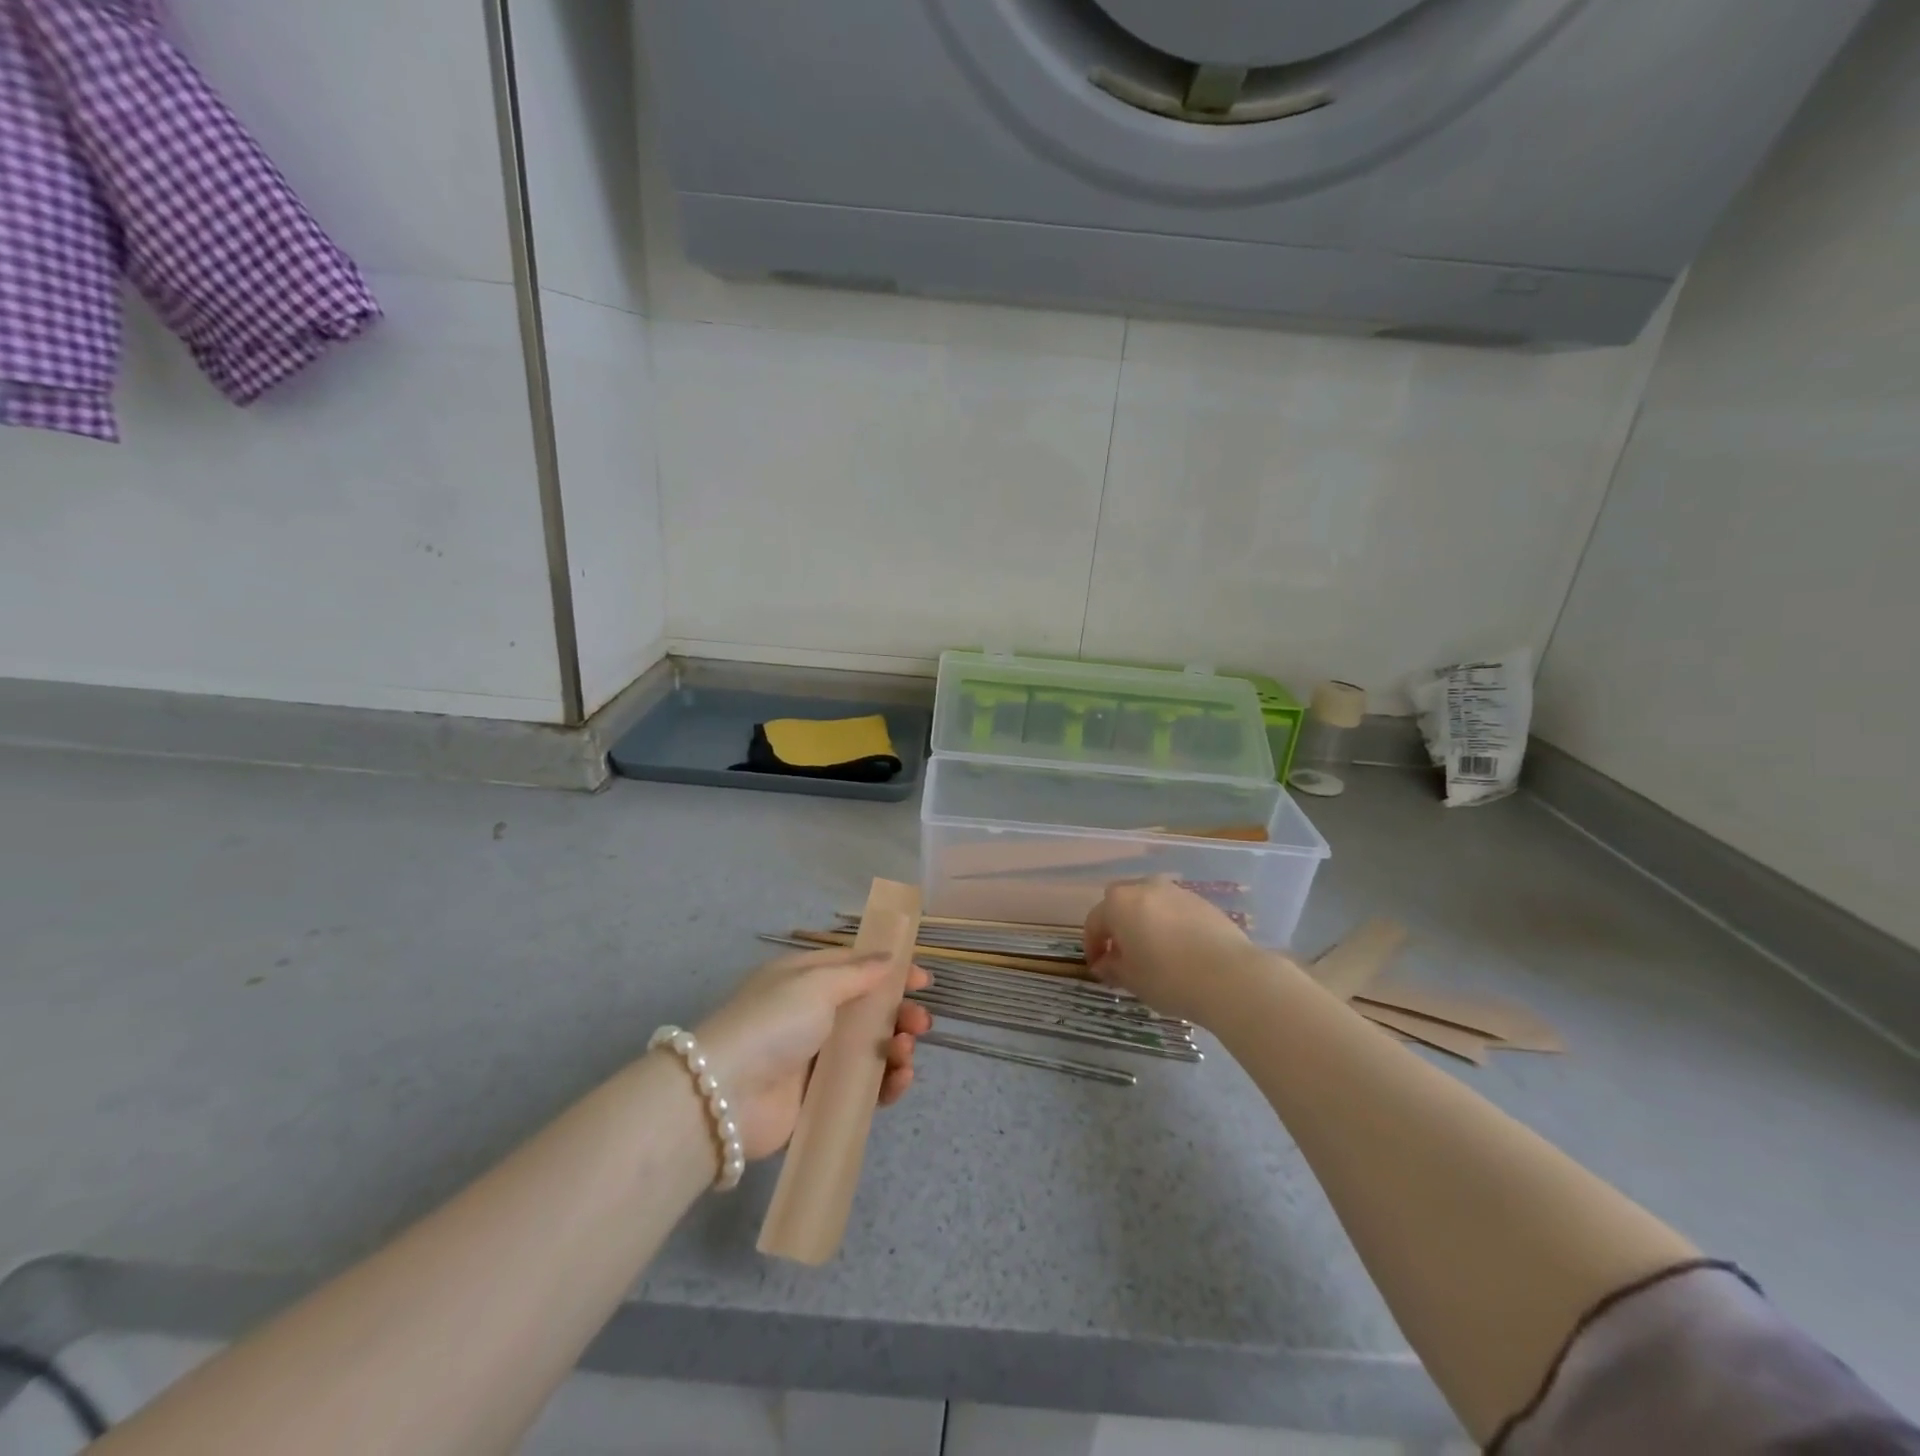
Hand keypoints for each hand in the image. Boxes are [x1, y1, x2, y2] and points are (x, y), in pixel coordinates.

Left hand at [692, 947, 931, 1160]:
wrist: (725, 1096)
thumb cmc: (772, 1023)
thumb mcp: (815, 984)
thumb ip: (858, 973)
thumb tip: (888, 958)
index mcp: (804, 979)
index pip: (855, 967)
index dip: (890, 971)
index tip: (922, 980)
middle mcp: (810, 1015)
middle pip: (867, 1010)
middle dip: (898, 1013)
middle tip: (921, 1023)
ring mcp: (814, 1059)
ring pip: (869, 1049)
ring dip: (895, 1047)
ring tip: (906, 1052)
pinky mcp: (818, 1100)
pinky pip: (861, 1088)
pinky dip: (884, 1083)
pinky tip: (899, 1080)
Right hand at [1083, 878, 1264, 1026]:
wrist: (1230, 977)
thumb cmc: (1168, 977)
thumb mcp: (1132, 979)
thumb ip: (1112, 967)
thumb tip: (1104, 964)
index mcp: (1119, 903)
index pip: (1095, 921)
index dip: (1092, 946)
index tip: (1097, 968)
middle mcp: (1146, 887)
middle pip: (1121, 903)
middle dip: (1117, 925)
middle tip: (1122, 954)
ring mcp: (1177, 892)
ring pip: (1150, 903)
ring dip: (1145, 922)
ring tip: (1152, 952)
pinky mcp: (1203, 902)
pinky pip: (1175, 910)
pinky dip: (1170, 925)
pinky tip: (1179, 950)